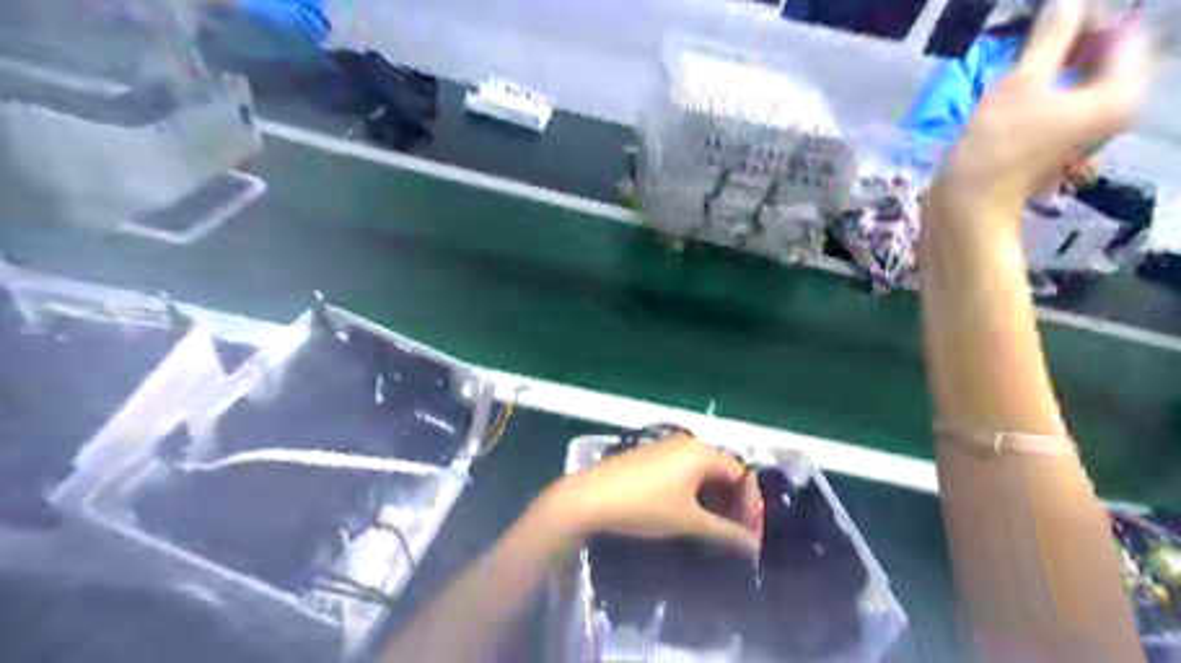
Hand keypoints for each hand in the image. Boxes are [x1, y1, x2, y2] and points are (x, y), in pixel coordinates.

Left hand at [538, 435, 760, 554]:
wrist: (591, 497)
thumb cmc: (645, 506)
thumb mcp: (688, 521)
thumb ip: (725, 533)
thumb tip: (753, 547)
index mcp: (702, 452)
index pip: (742, 475)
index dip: (751, 506)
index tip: (750, 536)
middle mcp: (688, 443)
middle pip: (724, 471)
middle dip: (734, 503)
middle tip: (736, 535)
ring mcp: (667, 447)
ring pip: (703, 472)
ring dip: (715, 500)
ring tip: (715, 530)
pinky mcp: (651, 456)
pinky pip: (685, 471)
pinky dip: (695, 492)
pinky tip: (689, 514)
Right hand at [926, 1, 1150, 223]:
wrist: (968, 206)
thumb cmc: (996, 148)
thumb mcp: (1020, 85)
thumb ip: (1051, 37)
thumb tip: (1068, 0)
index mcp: (1121, 95)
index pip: (1125, 35)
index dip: (1088, 23)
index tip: (1046, 26)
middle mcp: (1112, 110)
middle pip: (1105, 57)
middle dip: (1070, 44)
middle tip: (1031, 43)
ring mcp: (1083, 129)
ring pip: (1078, 79)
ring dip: (1051, 66)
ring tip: (1018, 68)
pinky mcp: (1055, 140)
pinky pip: (1060, 100)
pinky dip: (1042, 89)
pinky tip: (1013, 92)